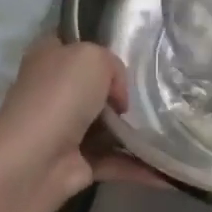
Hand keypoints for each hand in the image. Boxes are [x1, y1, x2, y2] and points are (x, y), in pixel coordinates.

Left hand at [0, 37, 165, 202]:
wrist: (36, 160)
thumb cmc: (61, 97)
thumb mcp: (93, 57)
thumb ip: (113, 65)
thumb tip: (118, 97)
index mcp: (50, 58)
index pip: (75, 43)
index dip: (101, 45)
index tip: (136, 53)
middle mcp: (54, 91)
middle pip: (97, 86)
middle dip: (127, 91)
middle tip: (162, 91)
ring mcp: (66, 129)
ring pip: (109, 126)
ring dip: (137, 131)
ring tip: (174, 128)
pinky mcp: (78, 162)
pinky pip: (117, 161)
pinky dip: (141, 166)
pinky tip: (170, 169)